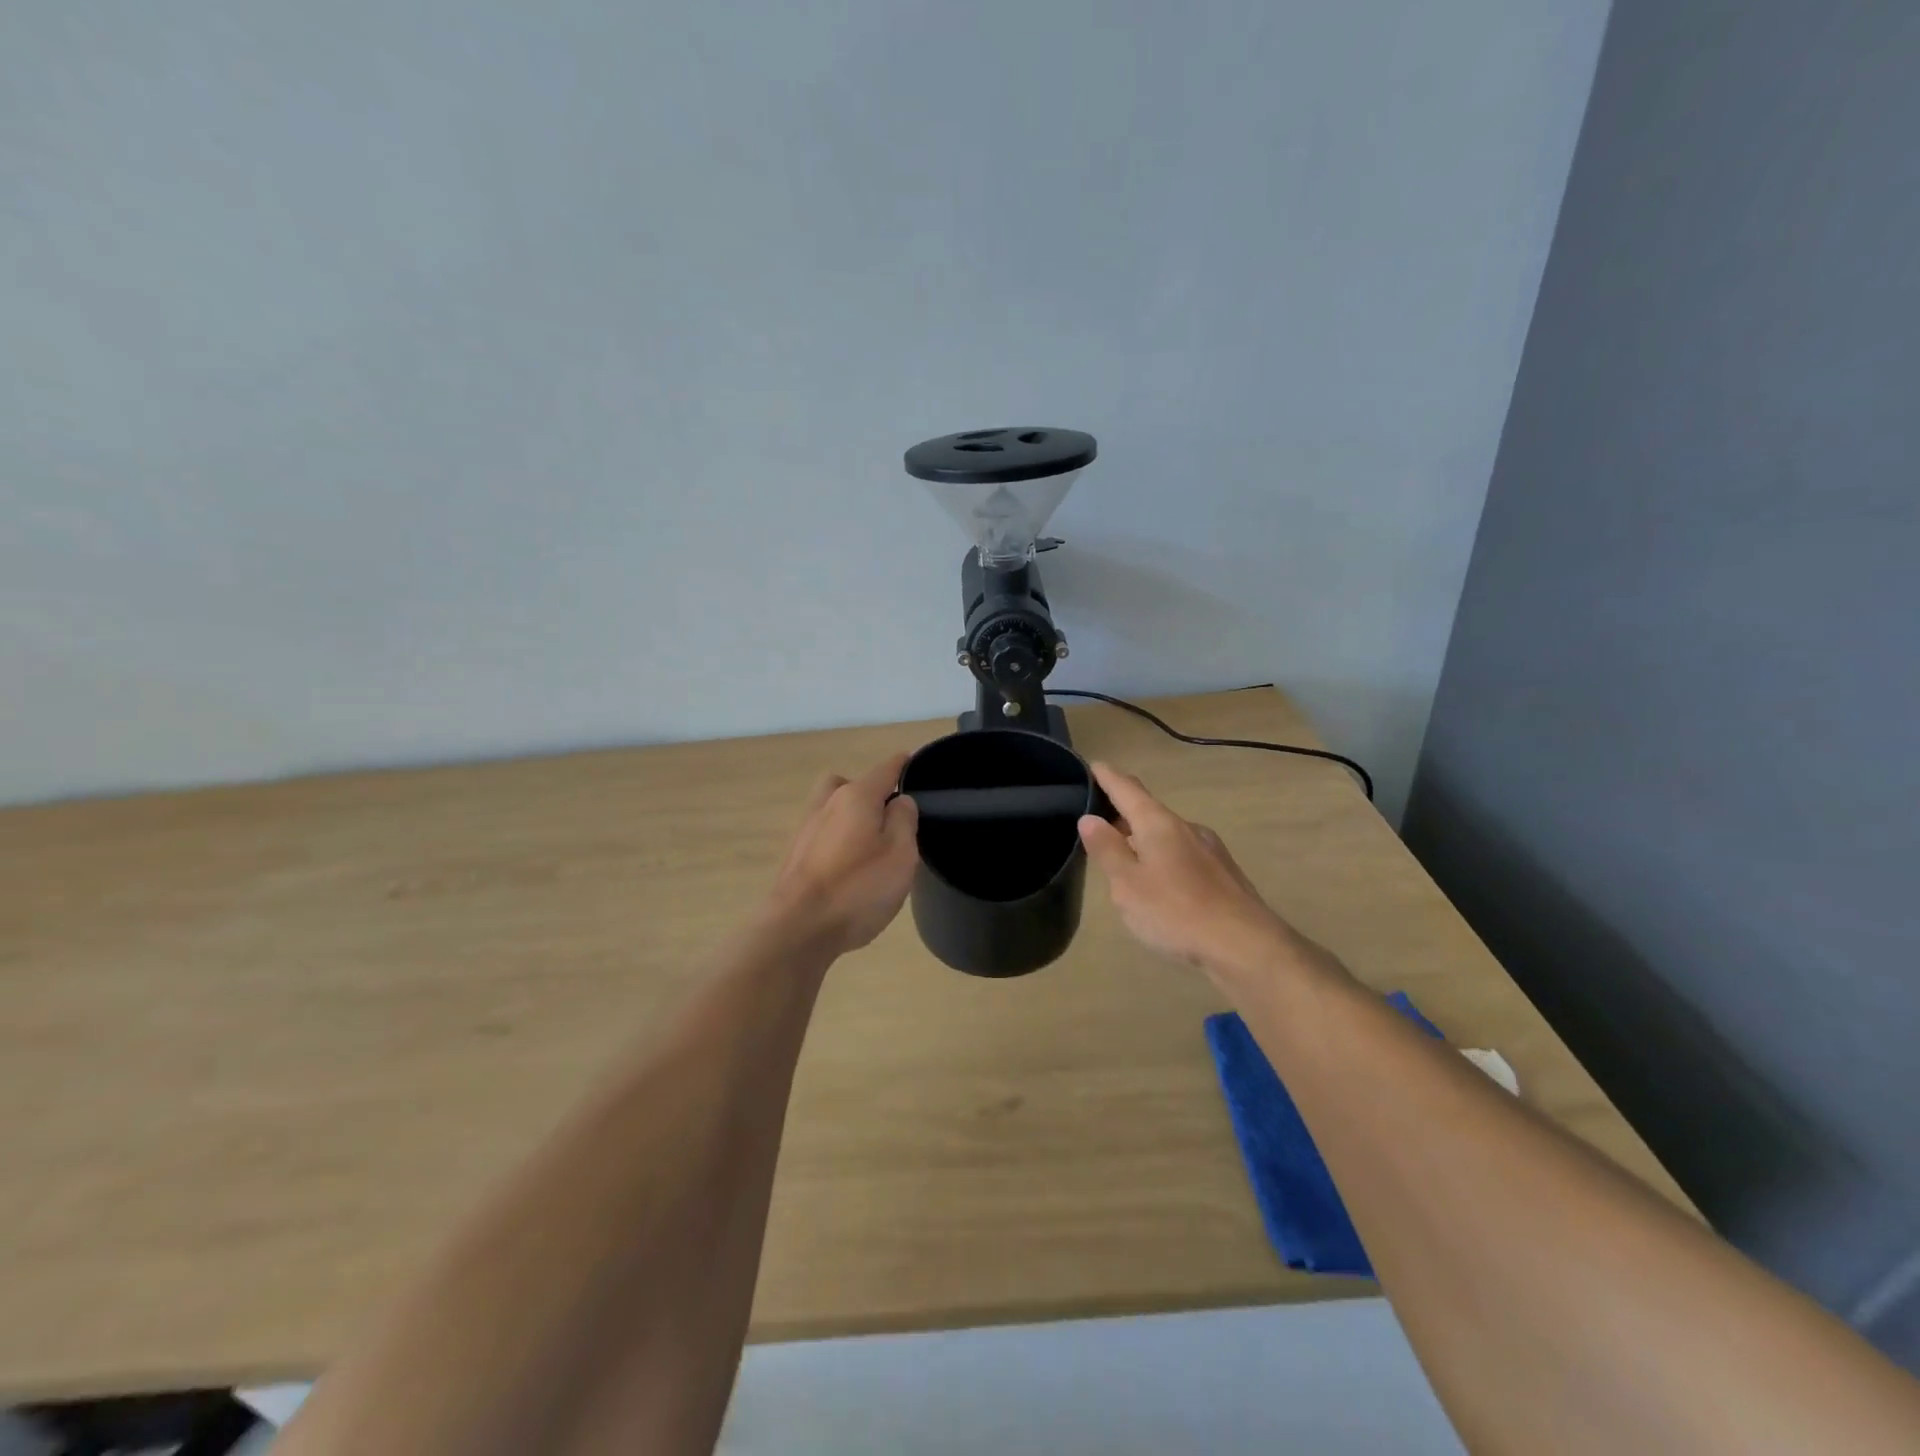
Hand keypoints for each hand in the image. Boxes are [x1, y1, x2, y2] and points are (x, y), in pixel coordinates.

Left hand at [766, 753, 919, 956]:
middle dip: (869, 792)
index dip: (903, 765)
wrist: (797, 927)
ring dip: (850, 818)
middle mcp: (826, 803)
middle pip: (850, 784)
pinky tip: (847, 868)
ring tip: (870, 847)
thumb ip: (905, 820)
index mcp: (856, 796)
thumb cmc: (857, 888)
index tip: (914, 763)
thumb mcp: (900, 853)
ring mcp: (806, 829)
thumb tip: (900, 801)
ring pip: (832, 809)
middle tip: (888, 818)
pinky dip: (837, 841)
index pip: (886, 769)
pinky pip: (822, 835)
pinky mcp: (795, 856)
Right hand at [1078, 761, 1298, 976]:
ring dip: (1142, 839)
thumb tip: (1090, 818)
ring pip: (1166, 834)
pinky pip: (1182, 854)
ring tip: (1122, 857)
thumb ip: (1107, 849)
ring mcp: (1209, 849)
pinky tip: (1158, 883)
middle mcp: (1186, 827)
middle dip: (1122, 813)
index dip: (1106, 776)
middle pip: (1147, 810)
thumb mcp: (1128, 884)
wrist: (1246, 945)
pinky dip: (1162, 857)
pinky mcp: (1222, 873)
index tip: (1092, 765)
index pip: (1127, 788)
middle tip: (1096, 822)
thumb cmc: (1176, 911)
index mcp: (1158, 823)